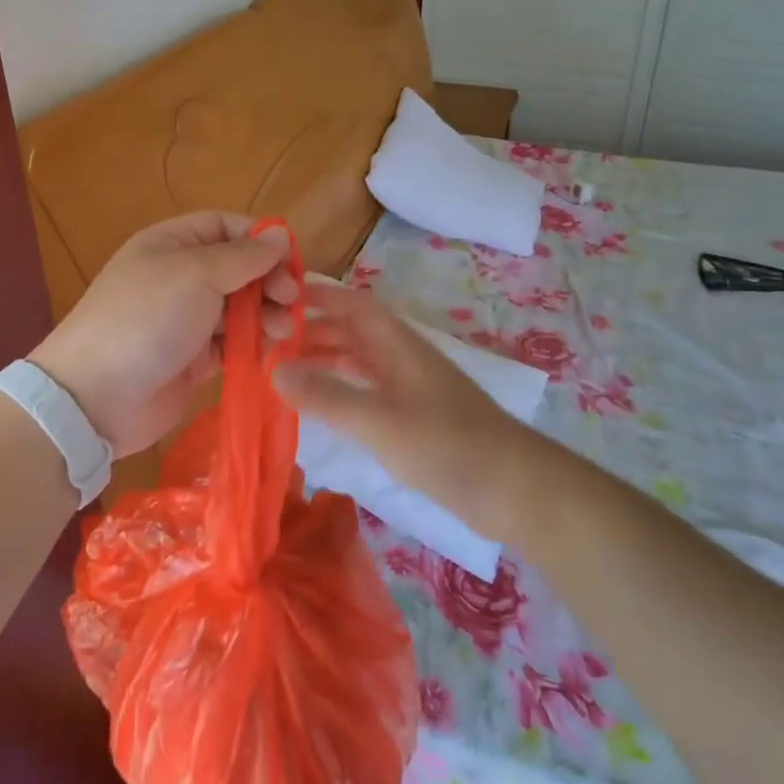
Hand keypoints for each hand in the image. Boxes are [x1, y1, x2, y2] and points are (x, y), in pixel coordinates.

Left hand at [30, 210, 297, 453]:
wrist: (96, 397)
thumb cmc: (146, 319)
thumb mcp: (195, 275)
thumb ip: (243, 256)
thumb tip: (279, 234)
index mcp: (172, 244)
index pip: (226, 227)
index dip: (260, 239)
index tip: (290, 262)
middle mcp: (180, 276)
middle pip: (238, 268)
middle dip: (269, 280)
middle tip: (292, 300)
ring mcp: (187, 319)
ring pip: (239, 307)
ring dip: (266, 313)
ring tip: (282, 330)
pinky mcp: (194, 359)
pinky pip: (232, 342)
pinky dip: (253, 343)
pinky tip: (271, 350)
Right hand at [271, 283, 539, 538]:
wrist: (512, 487)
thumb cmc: (445, 444)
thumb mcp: (378, 420)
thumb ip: (327, 395)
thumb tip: (274, 370)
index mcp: (397, 345)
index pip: (354, 304)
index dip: (320, 296)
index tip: (279, 299)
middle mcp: (402, 358)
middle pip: (354, 331)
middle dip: (314, 330)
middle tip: (270, 342)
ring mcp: (411, 389)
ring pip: (360, 362)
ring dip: (326, 361)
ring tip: (286, 373)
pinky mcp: (415, 419)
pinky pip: (369, 391)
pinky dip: (342, 391)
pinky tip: (323, 408)